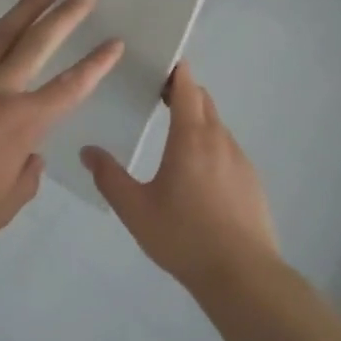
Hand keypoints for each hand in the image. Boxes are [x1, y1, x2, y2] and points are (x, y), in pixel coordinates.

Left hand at [0, 0, 124, 243]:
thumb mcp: (1, 208)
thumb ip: (25, 181)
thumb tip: (32, 157)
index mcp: (23, 121)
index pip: (71, 87)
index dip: (97, 64)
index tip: (114, 42)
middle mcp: (0, 87)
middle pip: (40, 43)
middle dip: (67, 18)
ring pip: (4, 31)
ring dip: (29, 7)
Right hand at [83, 63, 279, 291]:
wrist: (243, 276)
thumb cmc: (184, 236)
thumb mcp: (135, 209)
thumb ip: (109, 177)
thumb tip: (88, 151)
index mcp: (190, 136)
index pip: (186, 85)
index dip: (174, 70)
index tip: (156, 65)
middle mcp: (218, 139)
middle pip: (203, 100)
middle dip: (182, 92)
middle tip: (156, 97)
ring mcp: (240, 159)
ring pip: (216, 126)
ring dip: (196, 121)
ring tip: (173, 139)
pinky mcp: (252, 181)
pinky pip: (227, 151)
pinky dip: (210, 147)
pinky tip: (197, 177)